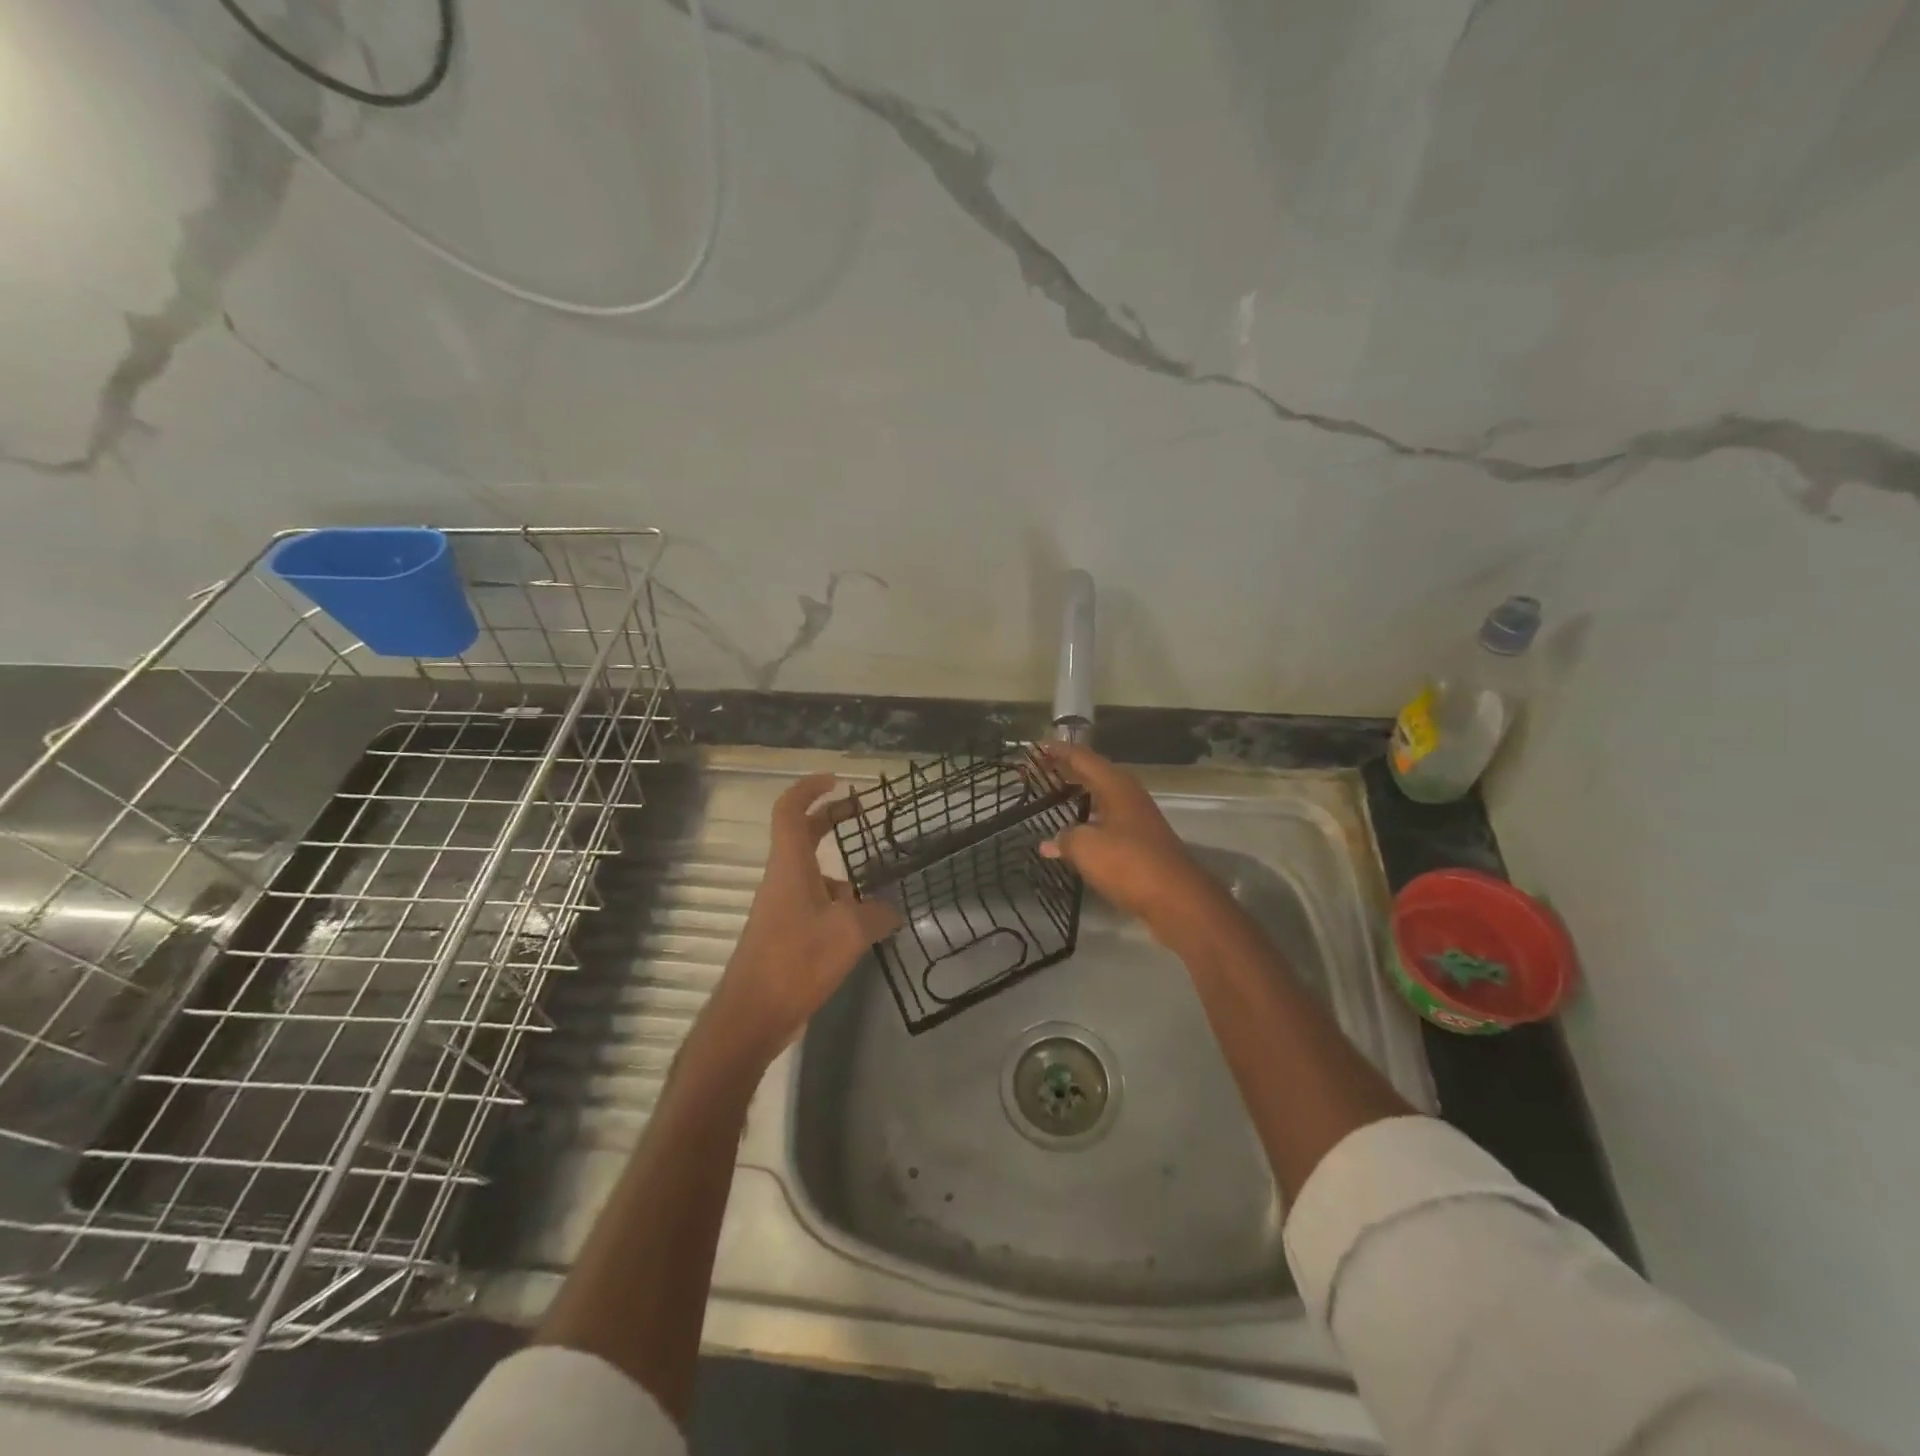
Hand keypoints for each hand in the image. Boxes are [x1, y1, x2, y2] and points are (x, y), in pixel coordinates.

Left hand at [702, 774, 900, 1062]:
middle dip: (830, 820)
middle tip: (861, 814)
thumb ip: (876, 915)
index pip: (790, 811)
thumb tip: (891, 911)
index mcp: (790, 866)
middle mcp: (782, 880)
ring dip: (842, 876)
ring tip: (876, 898)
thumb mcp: (849, 933)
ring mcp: (781, 909)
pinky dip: (838, 907)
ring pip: (813, 876)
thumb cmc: (797, 961)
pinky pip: (815, 905)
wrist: (752, 1015)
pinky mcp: (784, 935)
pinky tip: (861, 932)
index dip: (810, 789)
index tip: (836, 781)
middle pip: (802, 836)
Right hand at [1039, 742, 1229, 944]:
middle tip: (1041, 769)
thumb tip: (1049, 842)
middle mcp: (1129, 796)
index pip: (1083, 758)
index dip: (1059, 752)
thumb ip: (1064, 839)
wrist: (1177, 899)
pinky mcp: (1141, 842)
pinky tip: (1076, 832)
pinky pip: (1108, 819)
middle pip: (1095, 774)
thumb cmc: (1129, 864)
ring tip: (1054, 795)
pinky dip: (1088, 818)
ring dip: (1079, 794)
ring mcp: (1138, 819)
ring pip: (1102, 797)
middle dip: (1068, 770)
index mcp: (1116, 786)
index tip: (1036, 748)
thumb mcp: (1086, 847)